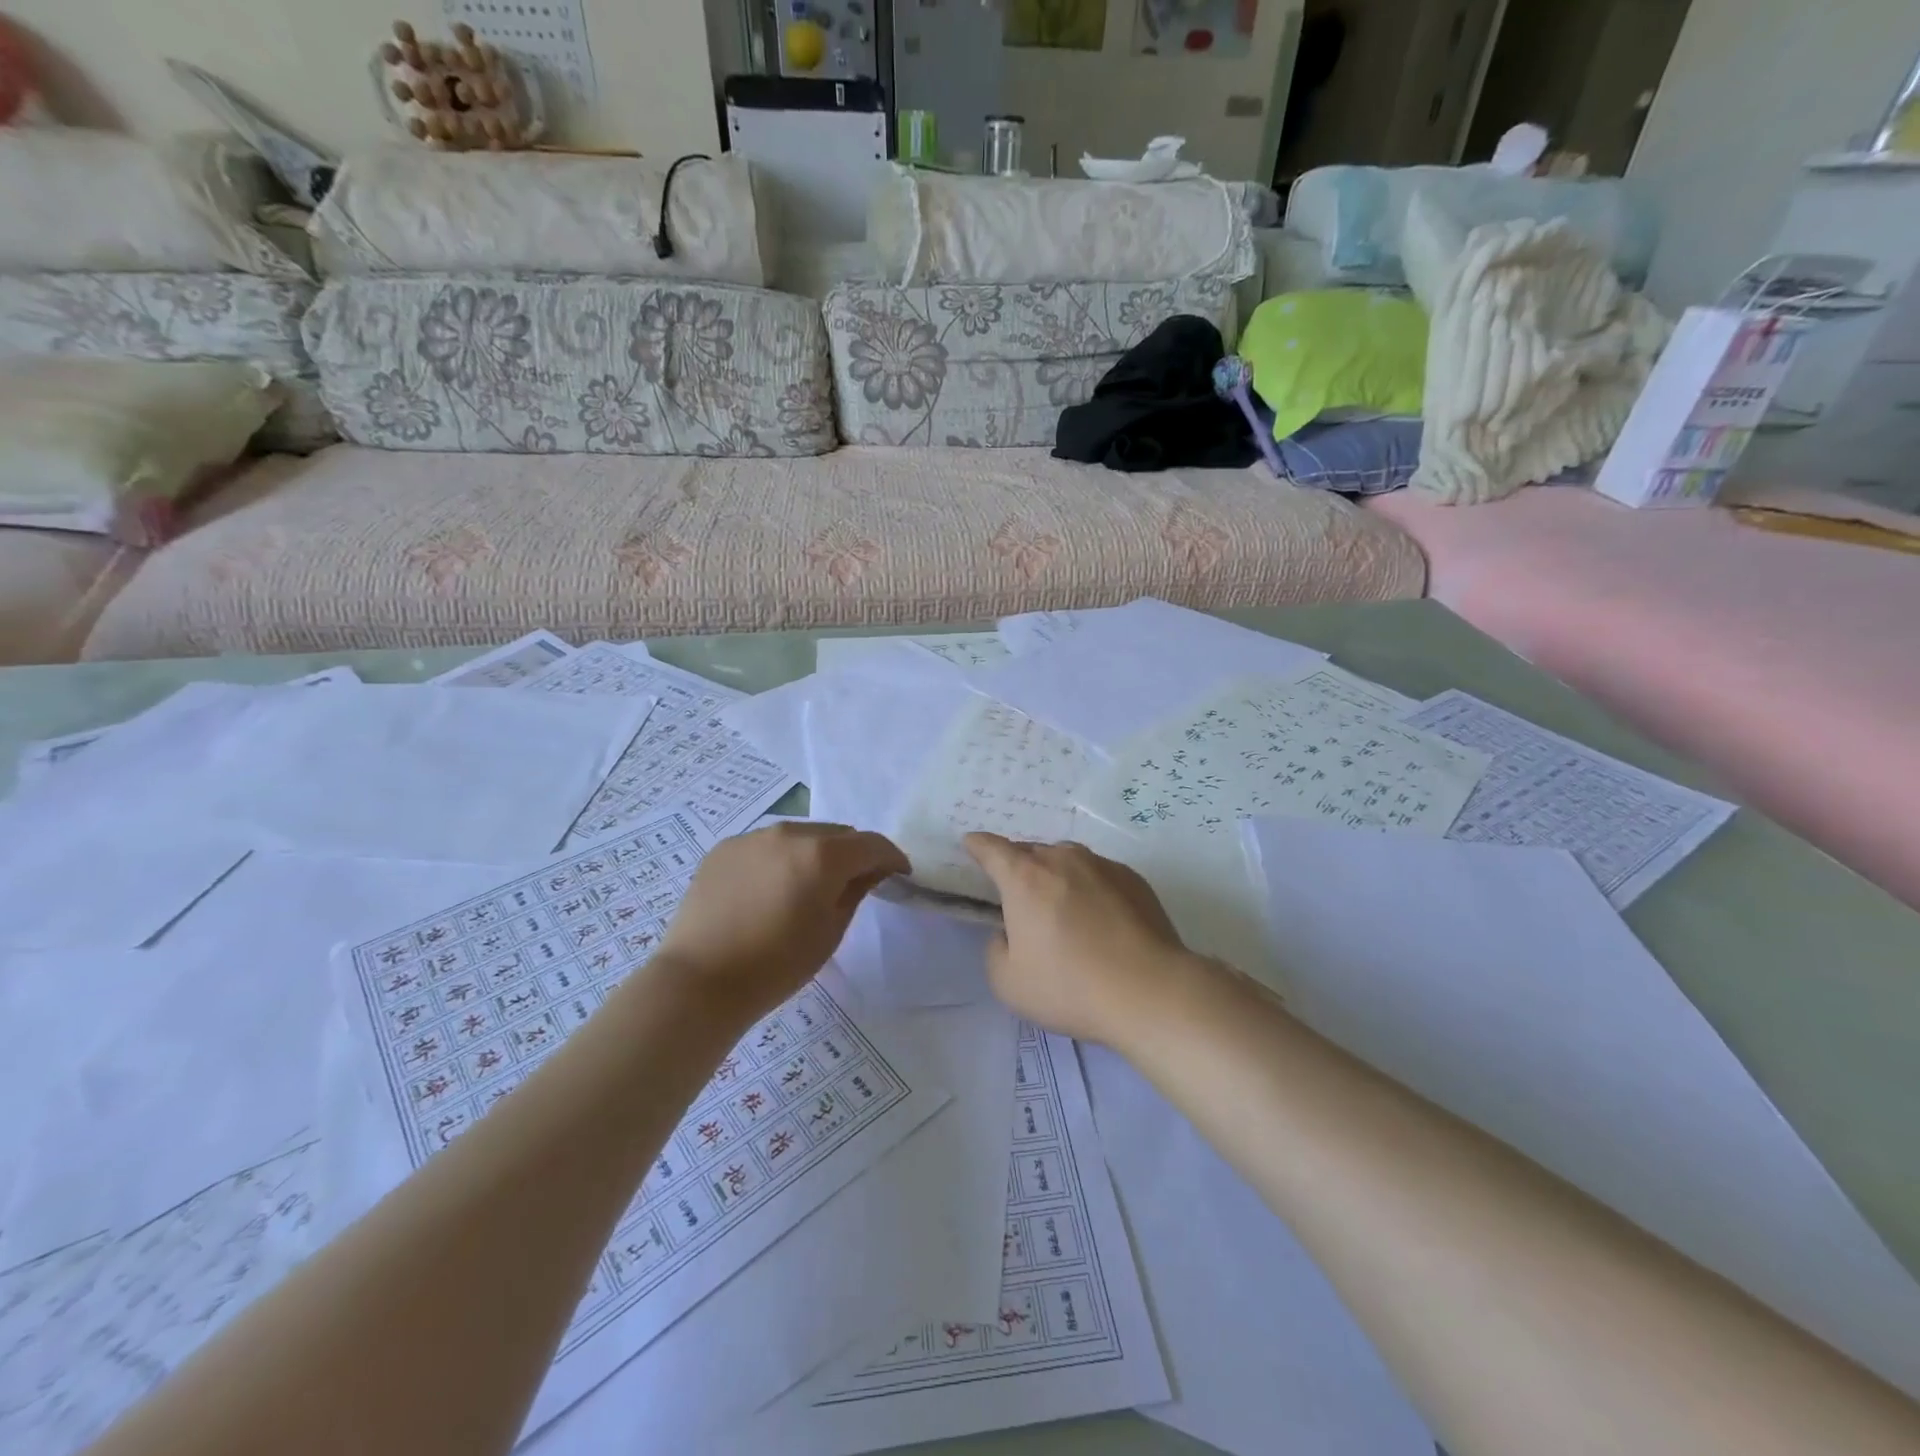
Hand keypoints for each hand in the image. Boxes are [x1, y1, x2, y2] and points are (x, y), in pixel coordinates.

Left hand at [655, 822, 908, 1019]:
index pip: (871, 844)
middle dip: (853, 854)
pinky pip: (766, 845)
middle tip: (856, 882)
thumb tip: (869, 871)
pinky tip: (771, 889)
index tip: (900, 873)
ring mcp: (752, 837)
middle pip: (836, 834)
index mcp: (822, 854)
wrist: (700, 981)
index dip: (892, 857)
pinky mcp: (724, 848)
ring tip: (810, 884)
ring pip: (800, 835)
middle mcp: (789, 833)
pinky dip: (780, 859)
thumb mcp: (830, 932)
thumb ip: (855, 891)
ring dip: (815, 853)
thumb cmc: (776, 965)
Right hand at [963, 833, 1203, 1048]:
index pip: (992, 849)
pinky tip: (1098, 918)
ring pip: (1067, 859)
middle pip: (1030, 852)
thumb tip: (1008, 932)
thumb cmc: (1070, 987)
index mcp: (1025, 878)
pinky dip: (1089, 886)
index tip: (971, 844)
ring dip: (1056, 874)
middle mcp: (1062, 859)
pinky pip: (1098, 874)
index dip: (977, 845)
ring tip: (1060, 906)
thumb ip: (996, 949)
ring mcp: (1102, 865)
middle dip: (1018, 866)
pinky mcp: (1133, 879)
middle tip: (1018, 895)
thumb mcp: (1008, 982)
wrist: (1150, 992)